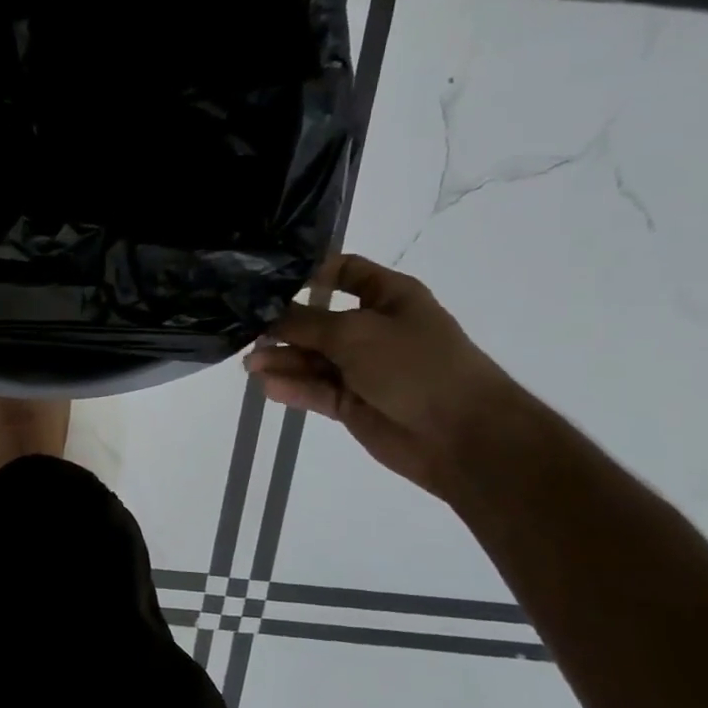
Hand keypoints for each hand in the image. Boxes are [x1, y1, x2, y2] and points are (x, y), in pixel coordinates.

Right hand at [244, 254, 522, 496]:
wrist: (462, 436)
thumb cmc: (416, 365)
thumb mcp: (355, 332)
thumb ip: (304, 322)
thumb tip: (263, 315)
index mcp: (388, 297)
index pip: (343, 271)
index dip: (308, 272)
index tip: (266, 280)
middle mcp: (372, 328)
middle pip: (316, 318)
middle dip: (282, 324)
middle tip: (245, 330)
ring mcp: (361, 367)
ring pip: (310, 357)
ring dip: (282, 359)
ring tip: (252, 365)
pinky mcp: (350, 402)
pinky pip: (314, 388)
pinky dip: (292, 387)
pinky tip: (269, 386)